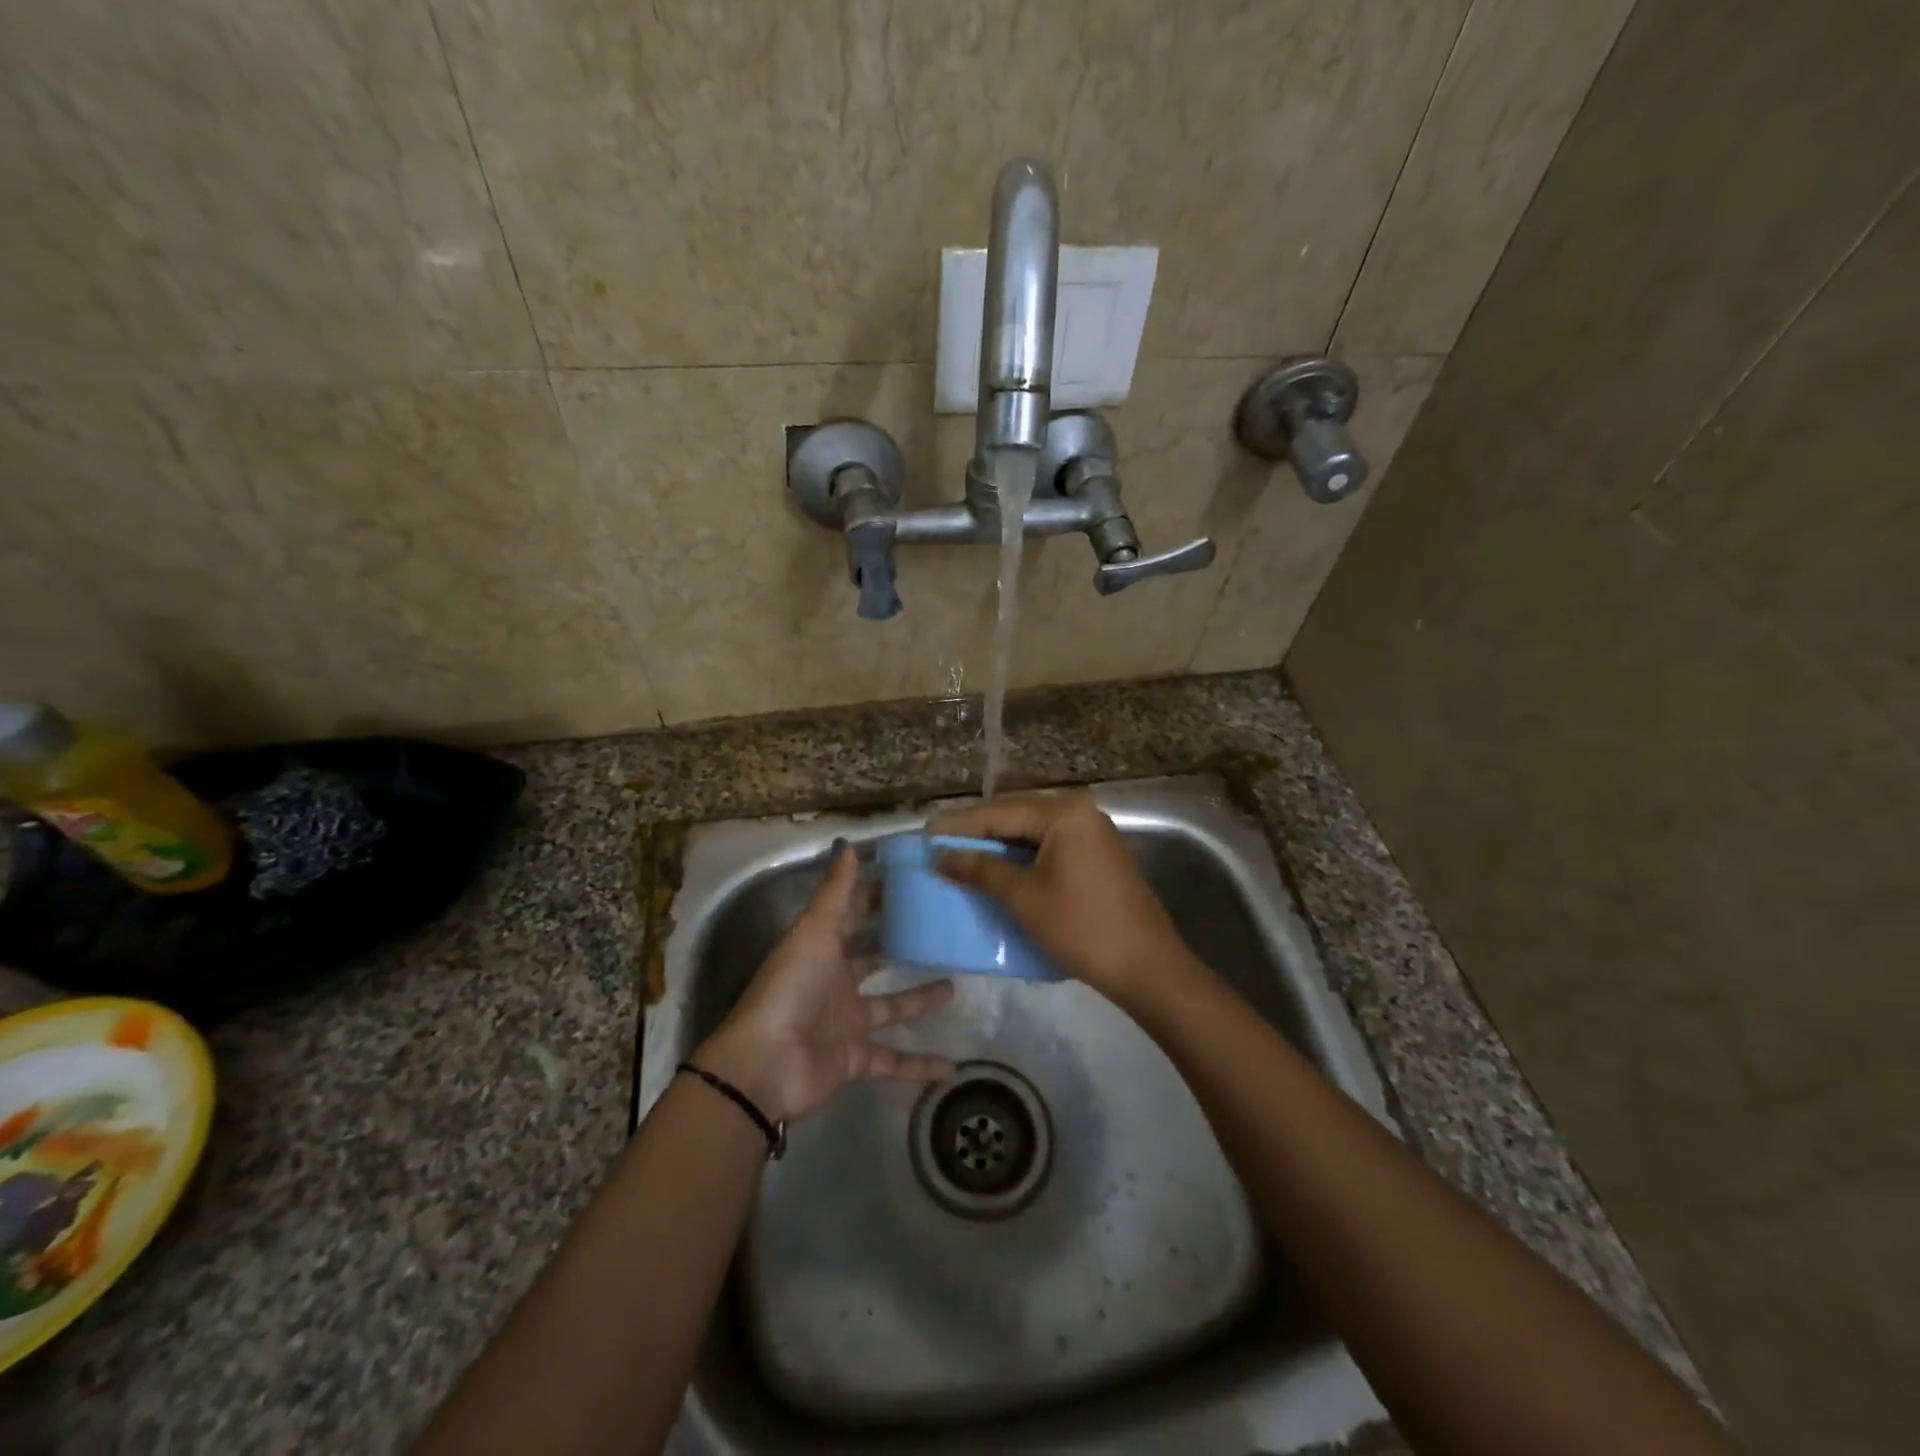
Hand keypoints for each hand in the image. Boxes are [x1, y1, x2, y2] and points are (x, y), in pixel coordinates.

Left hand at [694, 843, 955, 1124]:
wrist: (767, 1063)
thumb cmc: (791, 986)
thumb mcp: (814, 931)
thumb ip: (836, 891)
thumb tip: (848, 843)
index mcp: (823, 949)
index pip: (853, 916)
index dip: (877, 898)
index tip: (912, 881)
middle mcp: (836, 982)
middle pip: (873, 960)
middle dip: (900, 945)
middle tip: (940, 930)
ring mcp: (847, 1023)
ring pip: (891, 1007)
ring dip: (920, 999)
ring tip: (956, 985)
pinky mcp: (856, 1059)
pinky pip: (895, 1061)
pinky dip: (920, 1066)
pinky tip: (952, 1066)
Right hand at [930, 791, 1193, 1007]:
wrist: (1146, 966)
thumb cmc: (1081, 928)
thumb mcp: (1024, 898)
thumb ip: (981, 870)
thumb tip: (940, 856)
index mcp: (1063, 813)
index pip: (999, 811)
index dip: (960, 824)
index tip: (926, 833)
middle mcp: (1079, 811)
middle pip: (1016, 813)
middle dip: (978, 829)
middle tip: (940, 843)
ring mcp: (1091, 832)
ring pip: (1032, 829)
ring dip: (998, 841)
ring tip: (961, 854)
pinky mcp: (1096, 854)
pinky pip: (1048, 843)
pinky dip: (1020, 853)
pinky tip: (998, 867)